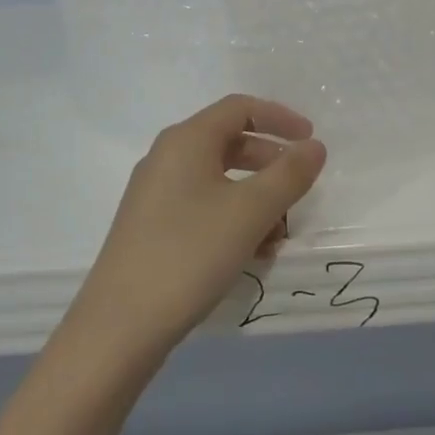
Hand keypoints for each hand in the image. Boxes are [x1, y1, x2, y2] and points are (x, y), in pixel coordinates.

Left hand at [67, 95, 326, 364]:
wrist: (119, 327)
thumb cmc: (190, 253)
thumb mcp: (250, 211)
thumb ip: (289, 174)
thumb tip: (314, 146)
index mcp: (187, 140)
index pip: (240, 108)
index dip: (280, 118)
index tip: (310, 140)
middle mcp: (167, 157)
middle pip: (229, 142)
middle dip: (270, 161)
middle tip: (299, 186)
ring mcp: (155, 194)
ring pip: (217, 179)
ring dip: (254, 196)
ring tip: (279, 232)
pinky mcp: (151, 227)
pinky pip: (201, 206)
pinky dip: (232, 218)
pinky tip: (251, 253)